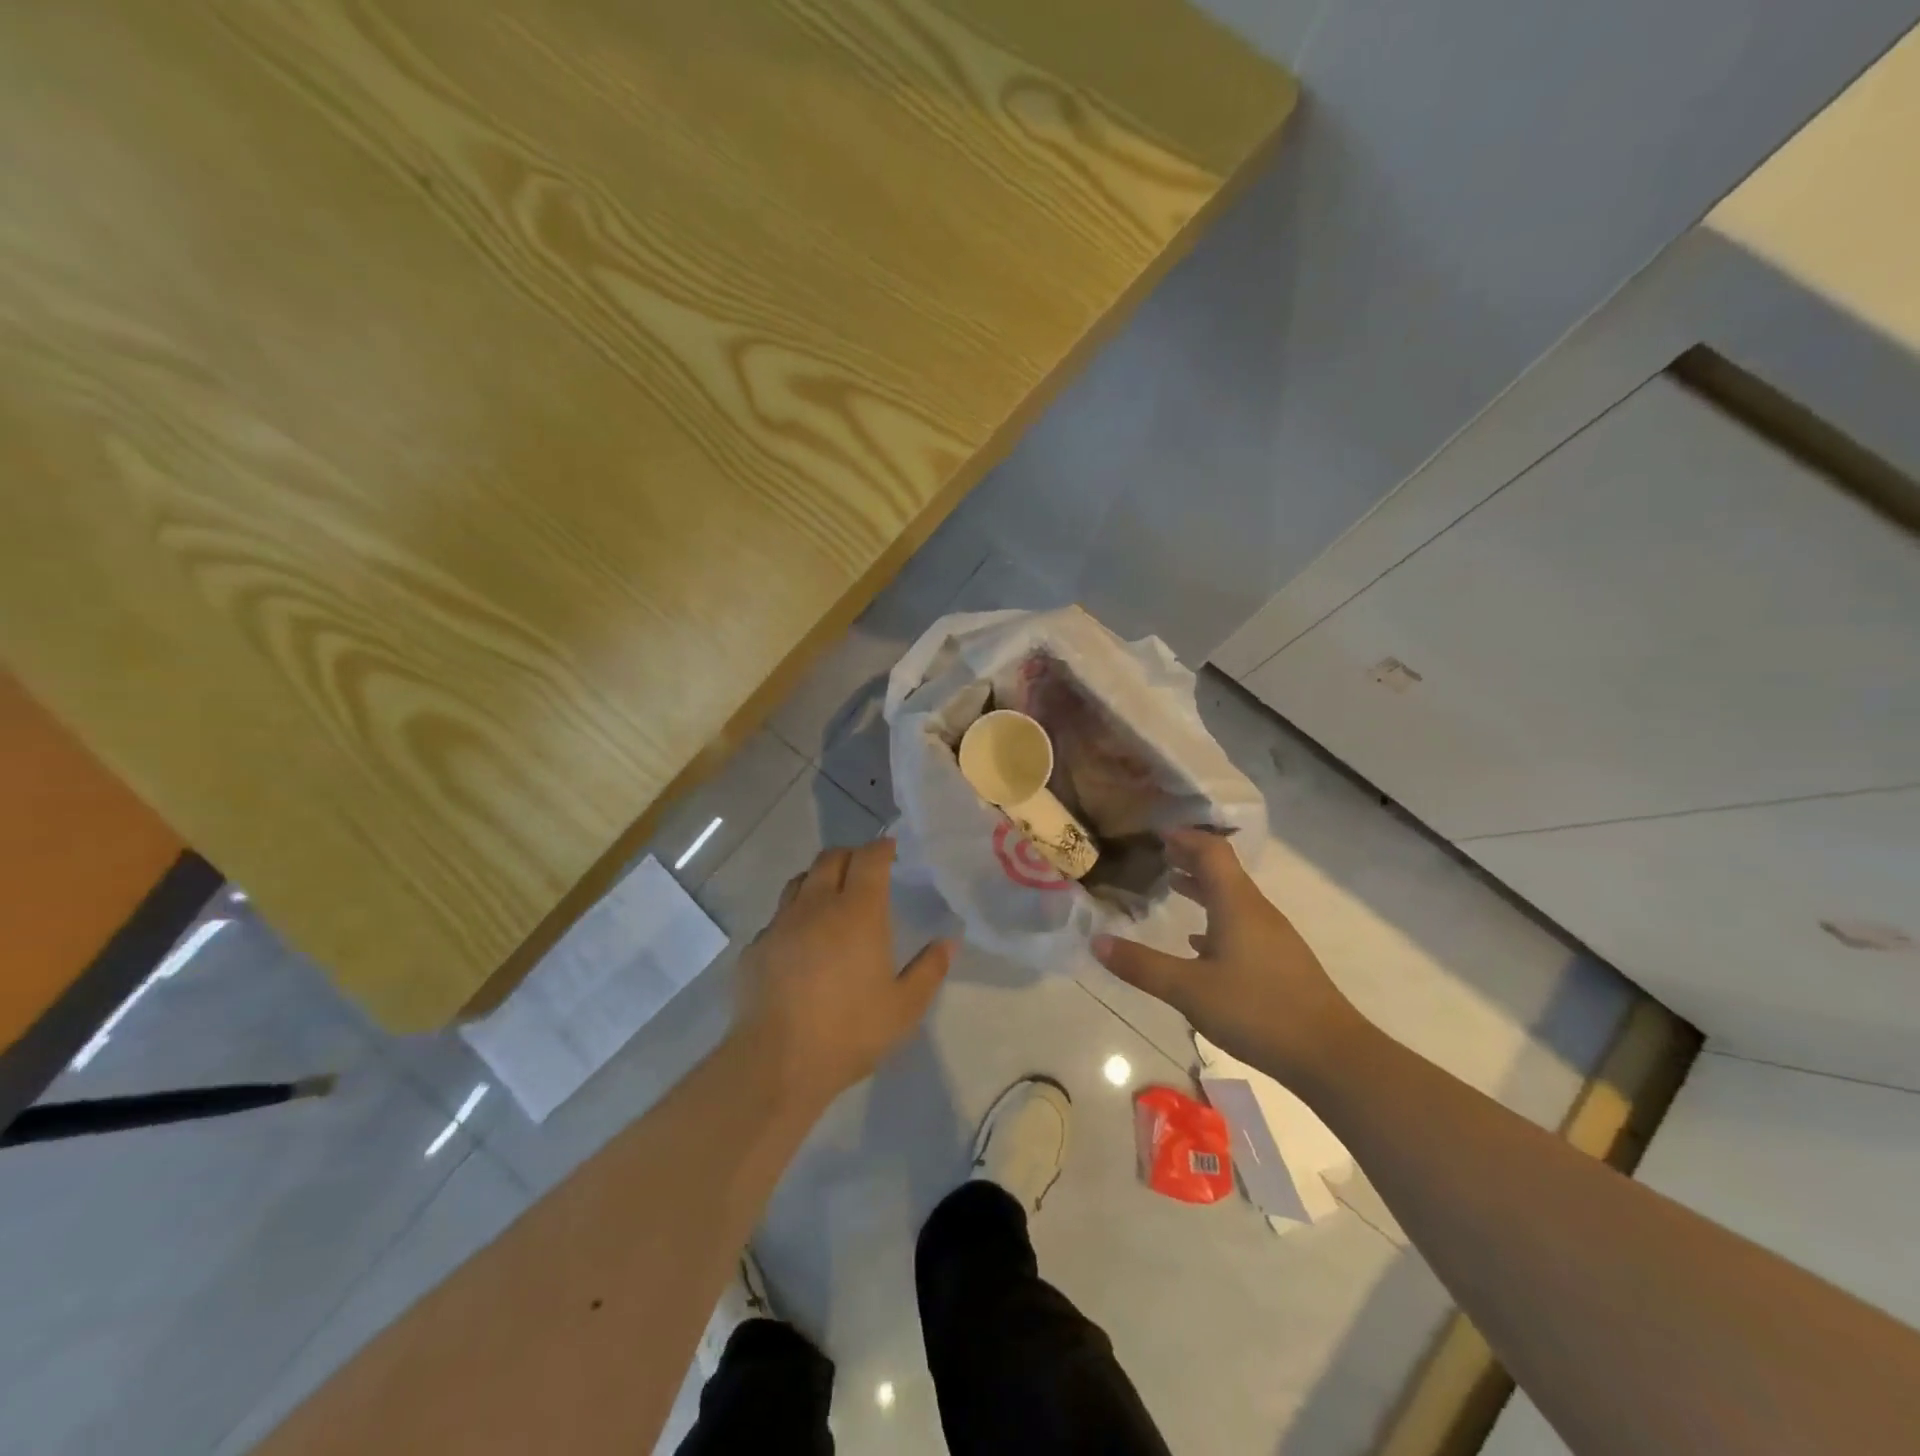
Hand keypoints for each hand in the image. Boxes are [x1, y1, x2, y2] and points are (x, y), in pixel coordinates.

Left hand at [733, 838, 952, 1105]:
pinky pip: (778, 917)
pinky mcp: (756, 947)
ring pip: (799, 881)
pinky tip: (801, 942)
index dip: (881, 848)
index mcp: (858, 912)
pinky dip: (794, 916)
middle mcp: (817, 906)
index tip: (890, 849)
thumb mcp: (904, 1008)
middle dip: (850, 855)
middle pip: (830, 858)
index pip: (869, 859)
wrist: (777, 1062)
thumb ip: (929, 969)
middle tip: (864, 869)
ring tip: (831, 897)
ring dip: (819, 879)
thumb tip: (949, 941)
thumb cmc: (850, 1031)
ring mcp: (781, 924)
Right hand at [1092, 829, 1369, 1087]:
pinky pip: (1240, 923)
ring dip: (1201, 888)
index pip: (1211, 851)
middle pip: (1222, 871)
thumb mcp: (1189, 990)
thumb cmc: (1257, 1011)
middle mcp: (1256, 911)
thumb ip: (1142, 965)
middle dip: (1189, 858)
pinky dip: (1215, 919)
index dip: (1185, 837)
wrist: (1331, 1055)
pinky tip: (1198, 943)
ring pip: (1231, 898)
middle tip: (1156, 855)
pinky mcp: (1279, 960)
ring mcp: (1272, 936)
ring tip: (1171, 887)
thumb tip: (1096, 941)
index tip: (1156, 833)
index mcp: (1236, 904)